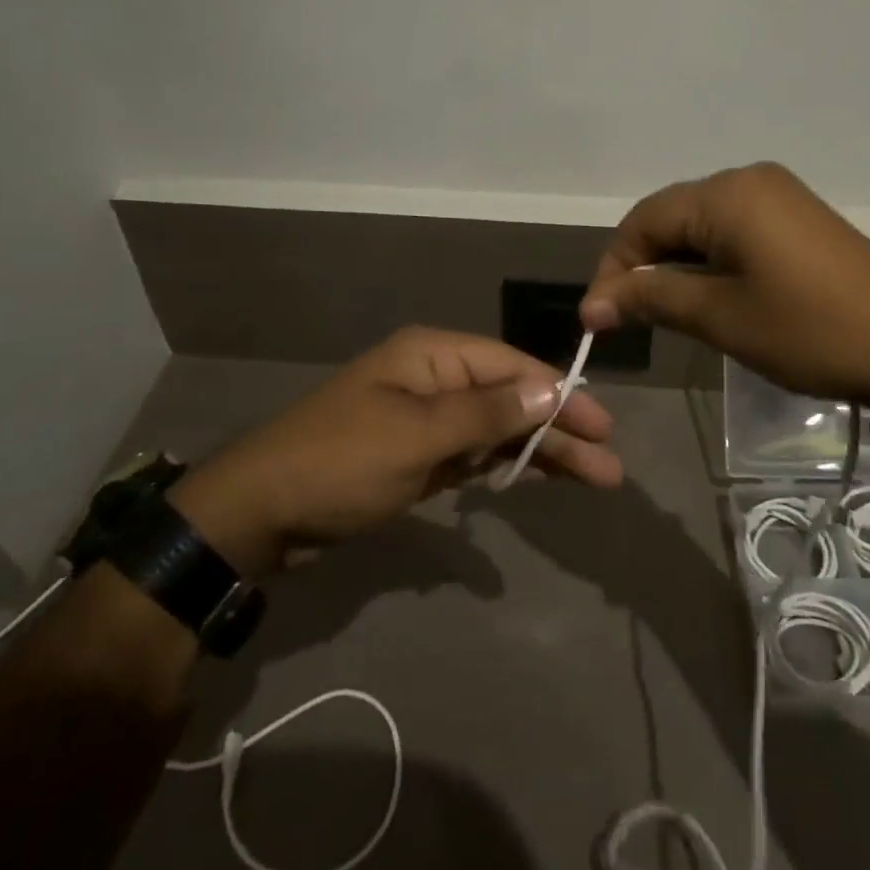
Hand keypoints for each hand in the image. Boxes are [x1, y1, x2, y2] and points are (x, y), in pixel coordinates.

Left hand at [168, 327, 620, 576]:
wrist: (260, 513)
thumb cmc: (341, 463)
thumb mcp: (417, 436)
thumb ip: (486, 413)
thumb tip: (550, 389)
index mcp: (432, 356)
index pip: (512, 367)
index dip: (560, 395)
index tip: (602, 426)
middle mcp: (433, 378)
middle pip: (509, 398)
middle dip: (558, 430)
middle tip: (609, 467)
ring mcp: (423, 418)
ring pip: (494, 429)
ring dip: (538, 451)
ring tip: (590, 479)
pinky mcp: (414, 456)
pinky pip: (470, 454)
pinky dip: (500, 465)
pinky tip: (533, 478)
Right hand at [580, 162, 869, 402]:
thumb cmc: (806, 330)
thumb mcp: (719, 317)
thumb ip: (650, 300)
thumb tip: (591, 306)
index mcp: (726, 194)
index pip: (643, 220)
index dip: (614, 267)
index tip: (598, 318)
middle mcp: (747, 179)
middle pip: (670, 216)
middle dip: (643, 265)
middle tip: (627, 317)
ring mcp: (776, 193)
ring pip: (700, 223)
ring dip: (674, 263)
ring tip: (663, 309)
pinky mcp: (795, 214)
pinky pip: (732, 227)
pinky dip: (708, 257)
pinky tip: (707, 291)